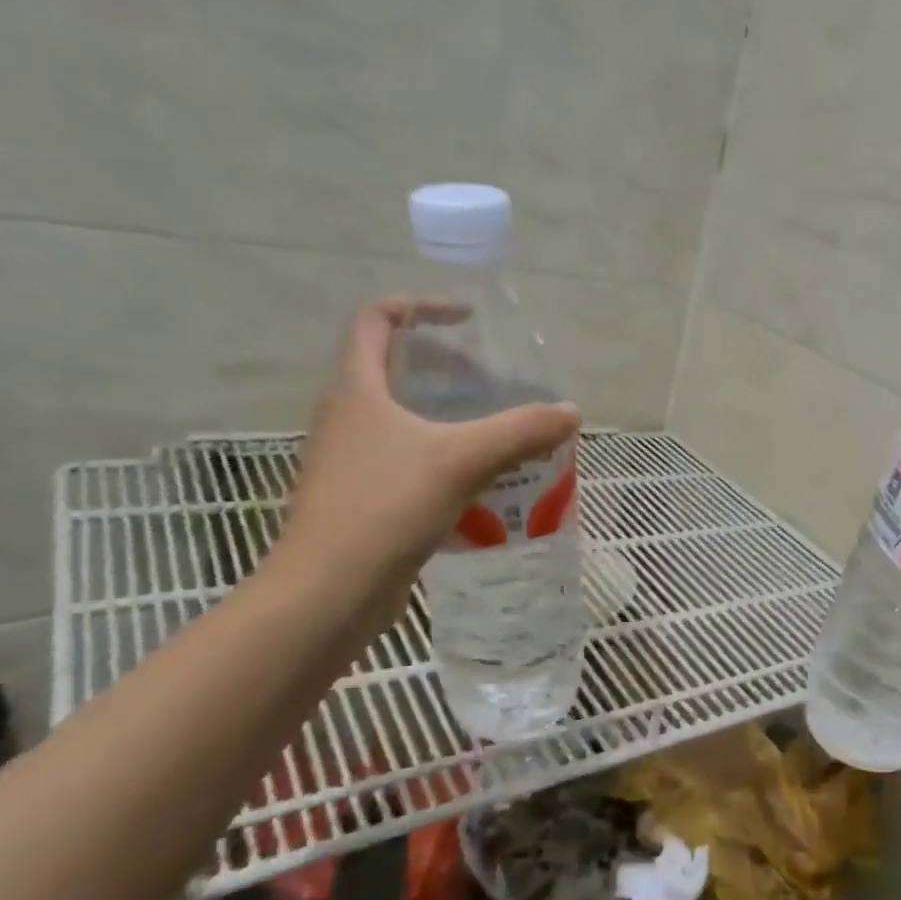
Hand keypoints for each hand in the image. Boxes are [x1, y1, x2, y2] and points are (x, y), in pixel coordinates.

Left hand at [273, 299, 579, 628]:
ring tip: (497, 430)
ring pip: (403, 418)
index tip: (467, 319)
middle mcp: (346, 416)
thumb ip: (521, 431)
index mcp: (357, 389)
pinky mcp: (362, 498)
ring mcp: (351, 459)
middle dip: (446, 368)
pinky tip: (481, 481)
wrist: (329, 593)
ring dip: (448, 416)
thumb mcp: (463, 460)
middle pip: (393, 368)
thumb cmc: (385, 508)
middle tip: (493, 383)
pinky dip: (444, 457)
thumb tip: (570, 412)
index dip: (421, 306)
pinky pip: (408, 459)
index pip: (375, 320)